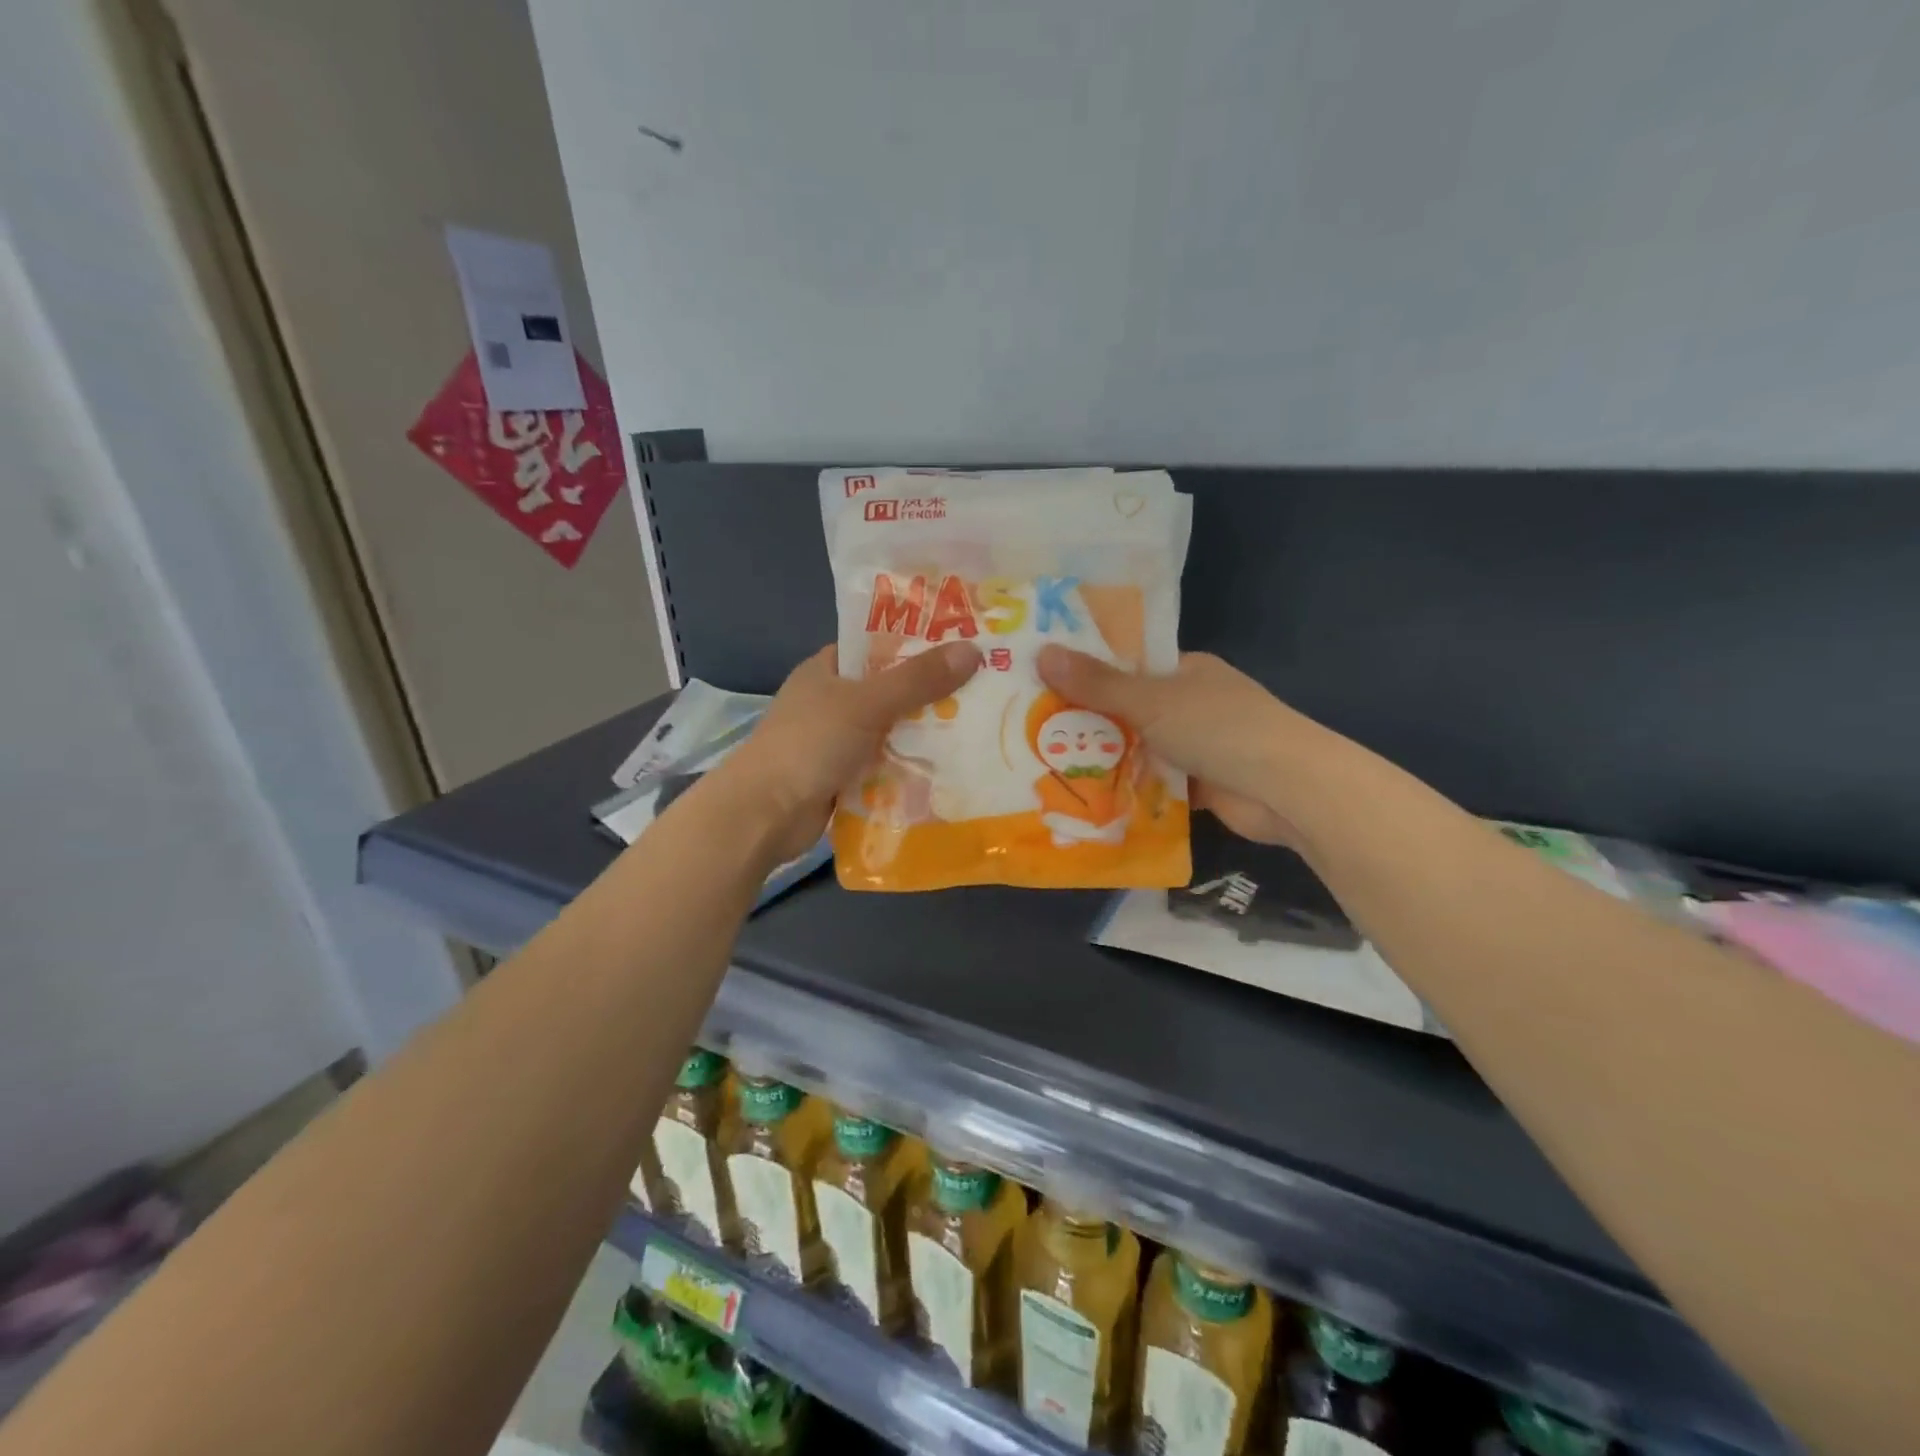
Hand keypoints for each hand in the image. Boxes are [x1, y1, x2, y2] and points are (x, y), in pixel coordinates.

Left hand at [719, 643, 982, 862]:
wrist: (765, 814)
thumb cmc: (810, 744)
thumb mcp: (867, 703)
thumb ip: (918, 679)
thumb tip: (973, 651)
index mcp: (827, 668)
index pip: (879, 645)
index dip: (920, 643)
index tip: (966, 645)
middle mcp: (832, 700)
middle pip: (891, 689)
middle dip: (932, 693)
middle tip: (985, 689)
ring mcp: (837, 741)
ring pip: (892, 729)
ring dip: (926, 733)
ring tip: (981, 727)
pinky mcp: (844, 776)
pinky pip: (887, 763)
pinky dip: (911, 765)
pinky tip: (951, 766)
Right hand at [1036, 647, 1306, 845]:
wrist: (1287, 790)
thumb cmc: (1220, 728)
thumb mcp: (1151, 701)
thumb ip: (1097, 684)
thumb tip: (1042, 653)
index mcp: (1185, 670)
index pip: (1127, 664)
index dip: (1085, 671)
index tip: (1039, 681)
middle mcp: (1190, 704)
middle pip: (1128, 709)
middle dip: (1087, 722)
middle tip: (1029, 729)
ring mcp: (1196, 746)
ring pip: (1138, 749)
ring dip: (1103, 759)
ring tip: (1043, 764)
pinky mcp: (1198, 785)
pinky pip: (1152, 783)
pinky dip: (1126, 790)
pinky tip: (1083, 797)